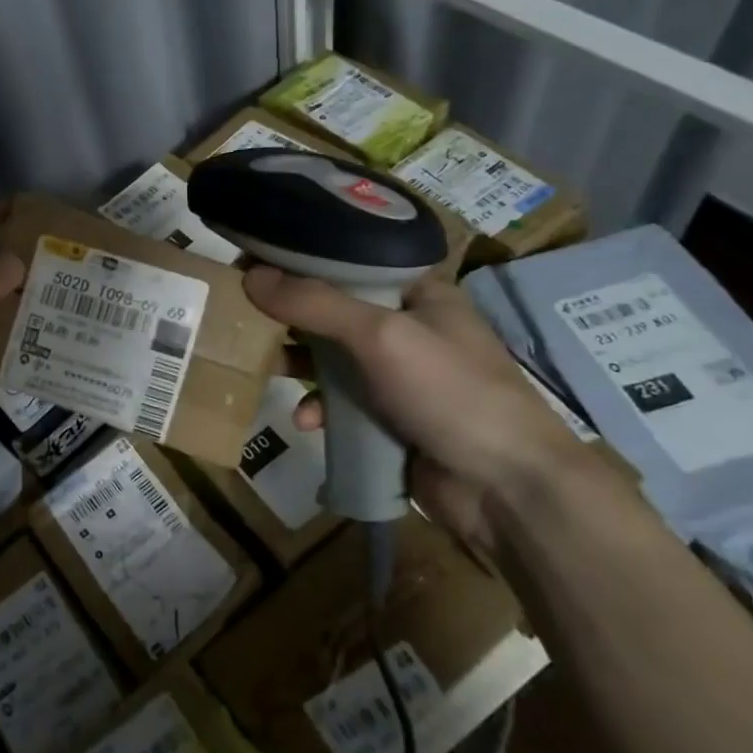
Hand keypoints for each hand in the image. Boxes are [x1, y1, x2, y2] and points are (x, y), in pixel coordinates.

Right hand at [247, 269, 602, 553]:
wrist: (509, 491)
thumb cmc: (452, 393)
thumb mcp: (380, 336)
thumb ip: (314, 304)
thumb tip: (248, 275)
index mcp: (418, 293)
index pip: (349, 262)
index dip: (300, 261)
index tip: (252, 264)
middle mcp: (408, 327)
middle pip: (334, 310)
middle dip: (290, 317)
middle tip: (243, 316)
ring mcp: (400, 376)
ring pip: (332, 358)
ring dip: (299, 365)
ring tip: (264, 368)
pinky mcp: (390, 417)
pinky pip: (341, 402)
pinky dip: (320, 408)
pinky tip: (307, 423)